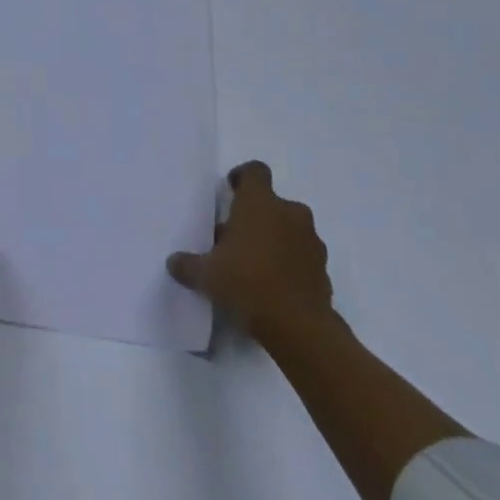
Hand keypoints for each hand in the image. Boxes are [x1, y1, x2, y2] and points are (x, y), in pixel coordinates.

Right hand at [166, 161, 335, 345]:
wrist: (300, 328)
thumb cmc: (247, 283)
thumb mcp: (206, 275)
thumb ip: (188, 264)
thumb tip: (174, 262)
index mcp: (260, 203)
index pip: (255, 171)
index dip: (242, 178)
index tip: (230, 191)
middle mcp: (290, 214)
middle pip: (273, 203)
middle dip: (257, 216)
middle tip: (236, 237)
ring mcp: (312, 242)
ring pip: (290, 229)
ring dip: (275, 239)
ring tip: (254, 264)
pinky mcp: (324, 270)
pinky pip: (302, 256)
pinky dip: (290, 263)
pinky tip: (273, 285)